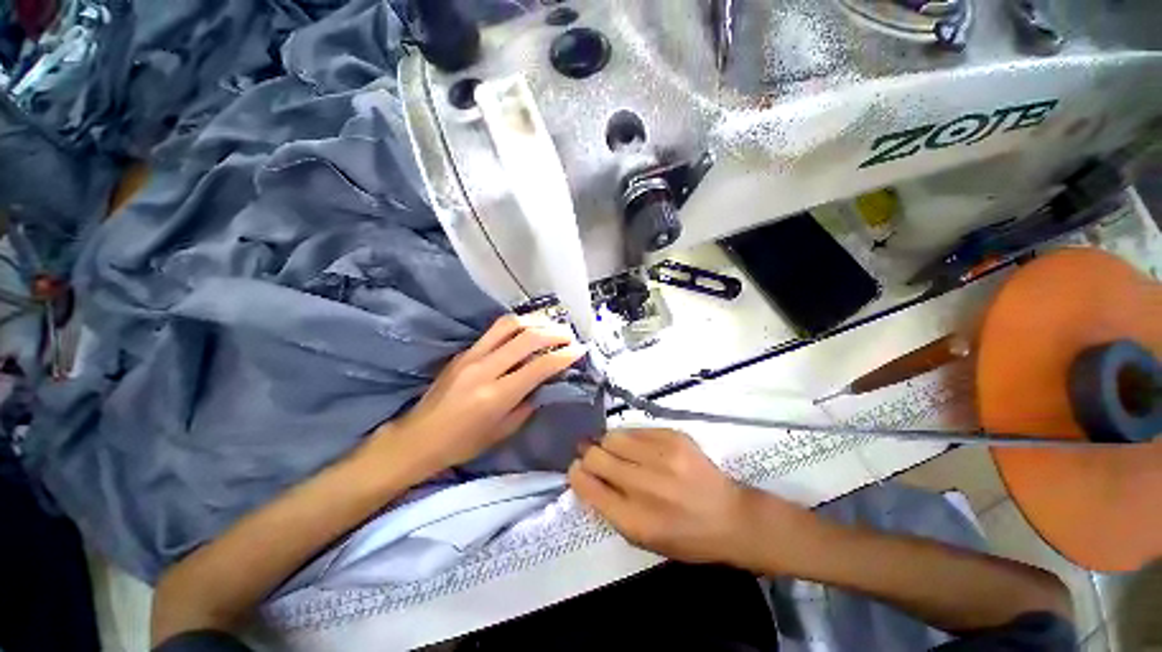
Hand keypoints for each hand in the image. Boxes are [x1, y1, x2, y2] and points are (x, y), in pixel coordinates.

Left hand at [365, 315, 584, 478]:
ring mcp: (471, 356)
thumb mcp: (503, 431)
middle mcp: (484, 369)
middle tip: (570, 335)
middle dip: (554, 333)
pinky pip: (495, 330)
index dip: (564, 356)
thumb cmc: (462, 443)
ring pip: (509, 324)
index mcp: (496, 396)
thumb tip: (545, 383)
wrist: (417, 438)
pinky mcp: (463, 351)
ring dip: (535, 322)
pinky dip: (517, 326)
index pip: (539, 367)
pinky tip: (527, 330)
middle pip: (526, 337)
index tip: (580, 350)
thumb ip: (527, 404)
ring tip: (551, 327)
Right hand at [569, 428, 812, 568]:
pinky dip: (631, 438)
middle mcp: (645, 485)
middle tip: (592, 455)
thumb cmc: (684, 536)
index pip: (588, 485)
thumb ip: (609, 508)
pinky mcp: (674, 436)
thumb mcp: (642, 539)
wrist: (731, 517)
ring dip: (608, 443)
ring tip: (617, 451)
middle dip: (588, 455)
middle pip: (595, 455)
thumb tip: (584, 477)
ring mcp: (662, 456)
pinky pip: (636, 429)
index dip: (576, 474)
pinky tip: (640, 448)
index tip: (576, 469)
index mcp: (634, 519)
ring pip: (613, 436)